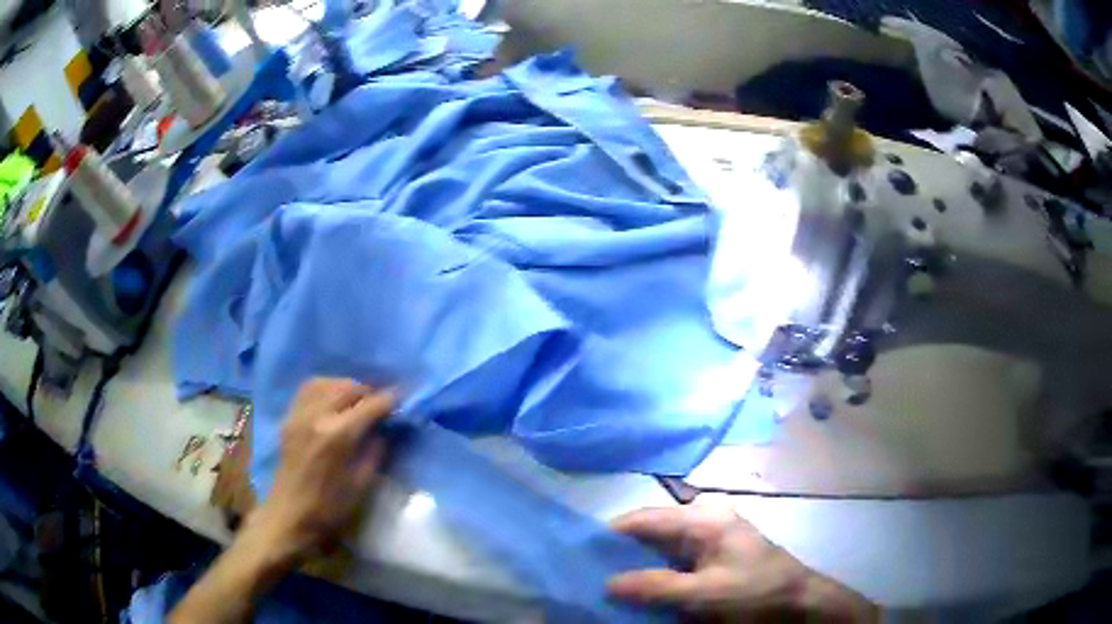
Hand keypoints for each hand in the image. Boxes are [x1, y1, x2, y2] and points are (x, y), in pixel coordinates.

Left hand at [248, 378, 393, 560]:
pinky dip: (325, 388)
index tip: (403, 396)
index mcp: (338, 436)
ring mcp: (299, 414)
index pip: (370, 405)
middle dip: (368, 391)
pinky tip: (332, 401)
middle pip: (348, 388)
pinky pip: (308, 390)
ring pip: (326, 383)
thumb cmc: (329, 508)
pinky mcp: (289, 419)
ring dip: (345, 386)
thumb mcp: (362, 484)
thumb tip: (383, 430)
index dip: (389, 399)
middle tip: (381, 403)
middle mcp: (317, 416)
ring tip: (357, 400)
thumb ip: (375, 451)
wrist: (289, 516)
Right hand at [608, 504, 878, 621]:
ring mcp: (711, 539)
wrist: (799, 603)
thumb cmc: (754, 592)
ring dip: (637, 567)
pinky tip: (640, 591)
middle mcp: (704, 521)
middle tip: (589, 575)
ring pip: (661, 549)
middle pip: (651, 532)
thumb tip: (608, 582)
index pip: (645, 518)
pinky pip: (675, 562)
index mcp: (703, 519)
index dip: (611, 535)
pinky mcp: (714, 558)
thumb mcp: (705, 593)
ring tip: (607, 585)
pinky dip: (656, 575)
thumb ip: (656, 586)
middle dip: (621, 553)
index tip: (579, 555)